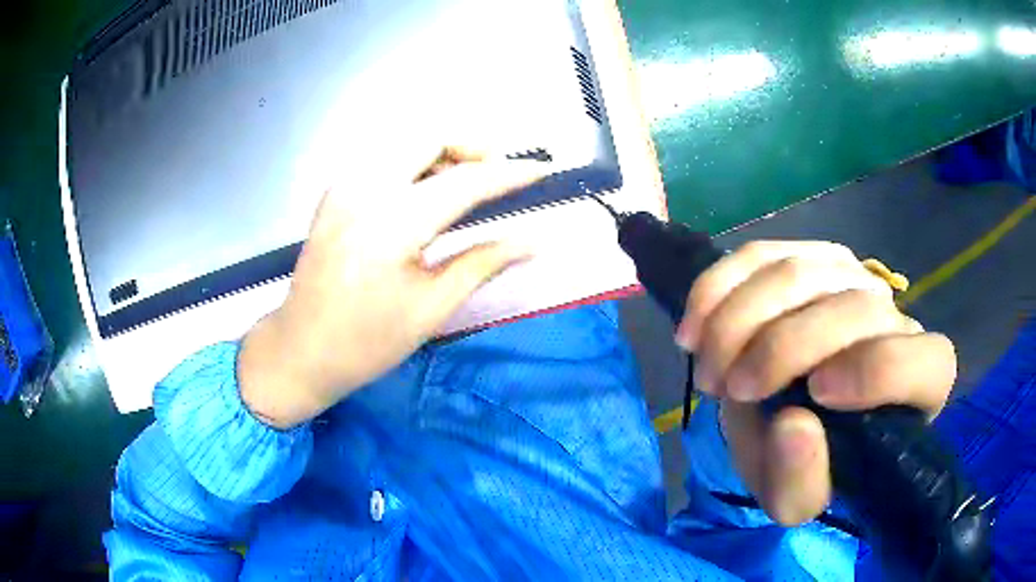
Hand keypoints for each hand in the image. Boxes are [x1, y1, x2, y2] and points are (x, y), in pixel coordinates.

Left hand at [239, 147, 546, 427]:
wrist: (301, 350)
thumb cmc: (367, 342)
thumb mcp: (432, 308)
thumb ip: (484, 263)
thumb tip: (534, 242)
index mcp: (392, 224)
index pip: (464, 182)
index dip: (508, 174)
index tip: (542, 170)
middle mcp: (365, 189)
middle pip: (430, 137)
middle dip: (472, 147)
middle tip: (498, 176)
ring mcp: (344, 185)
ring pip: (405, 142)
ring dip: (443, 152)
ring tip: (466, 185)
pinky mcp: (334, 191)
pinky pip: (384, 157)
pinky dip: (415, 162)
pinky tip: (425, 193)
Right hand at [675, 241, 955, 524]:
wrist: (790, 421)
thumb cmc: (808, 463)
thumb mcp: (797, 497)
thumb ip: (800, 480)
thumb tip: (793, 425)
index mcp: (917, 381)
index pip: (921, 359)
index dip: (874, 369)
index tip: (815, 394)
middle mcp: (894, 317)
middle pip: (850, 307)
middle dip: (778, 347)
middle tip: (728, 390)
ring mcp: (852, 277)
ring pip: (799, 270)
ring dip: (738, 321)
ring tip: (709, 370)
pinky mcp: (807, 257)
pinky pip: (760, 254)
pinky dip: (718, 288)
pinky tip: (694, 328)